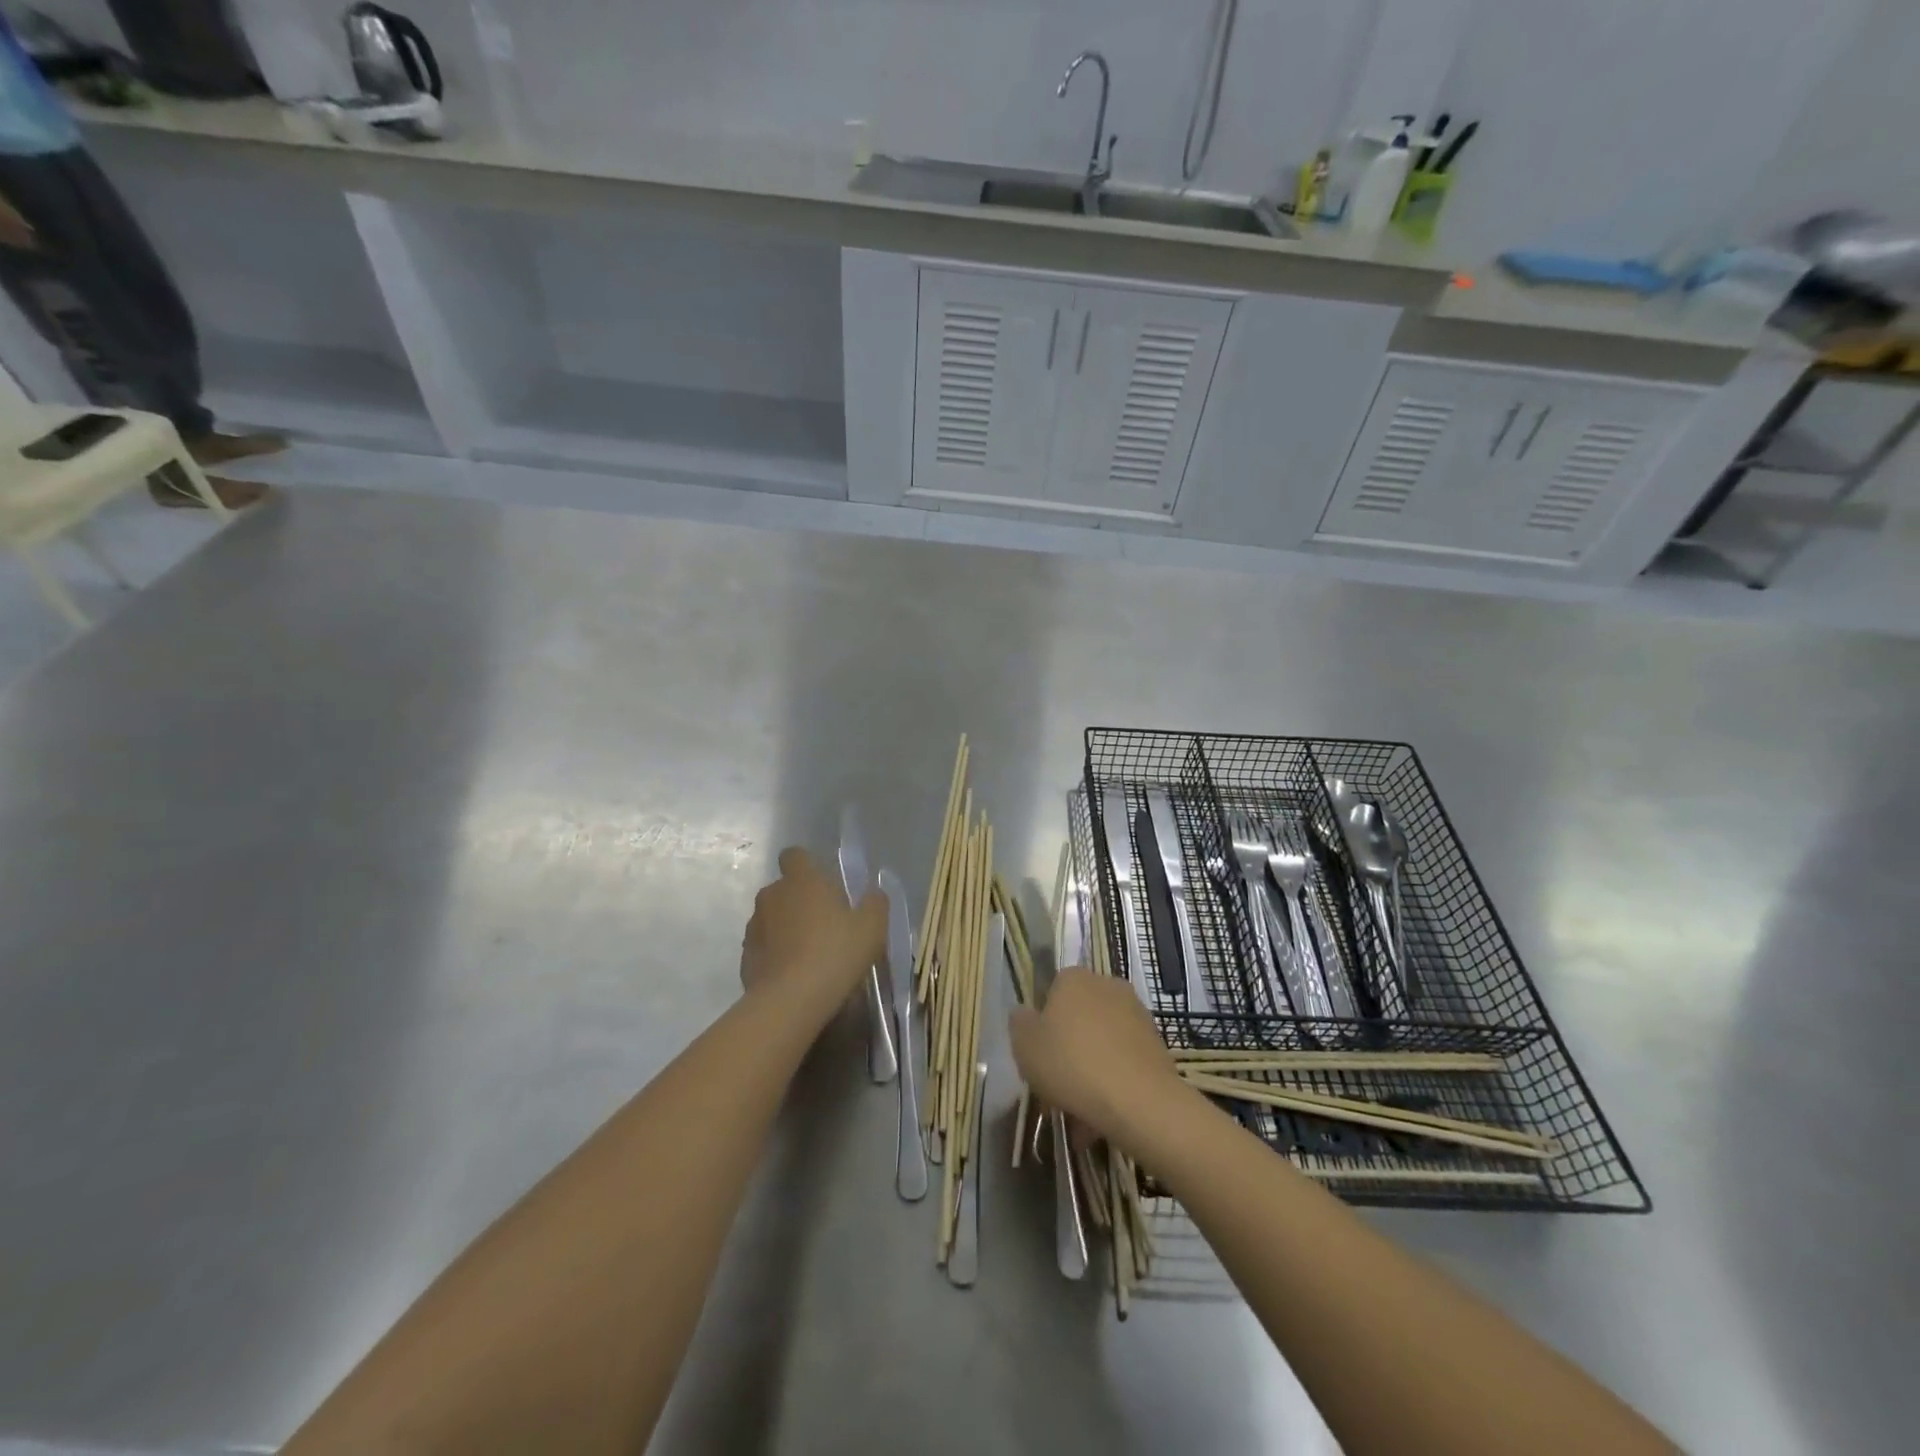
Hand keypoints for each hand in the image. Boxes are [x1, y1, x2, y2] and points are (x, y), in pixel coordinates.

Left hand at [741, 847, 885, 1025]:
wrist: (790, 1001)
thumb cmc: (836, 953)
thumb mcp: (872, 927)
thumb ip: (875, 903)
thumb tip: (874, 892)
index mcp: (802, 880)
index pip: (795, 855)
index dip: (807, 866)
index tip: (824, 884)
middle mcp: (772, 895)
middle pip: (784, 888)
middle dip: (800, 901)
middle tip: (825, 924)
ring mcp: (754, 926)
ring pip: (772, 918)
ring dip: (786, 928)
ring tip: (809, 954)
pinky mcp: (745, 957)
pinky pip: (764, 946)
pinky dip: (776, 954)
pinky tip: (794, 975)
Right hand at [1010, 968, 1179, 1144]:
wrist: (1139, 1100)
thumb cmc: (1071, 1064)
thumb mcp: (1025, 1045)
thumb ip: (1019, 1023)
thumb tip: (1026, 1014)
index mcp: (1073, 978)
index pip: (1050, 993)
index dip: (1041, 1027)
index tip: (1037, 1058)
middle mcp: (1106, 986)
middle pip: (1077, 1019)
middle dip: (1066, 1052)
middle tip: (1054, 1090)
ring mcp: (1135, 1013)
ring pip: (1100, 1044)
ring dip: (1088, 1072)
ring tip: (1078, 1117)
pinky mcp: (1155, 1043)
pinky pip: (1122, 1061)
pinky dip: (1111, 1083)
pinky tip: (1101, 1117)